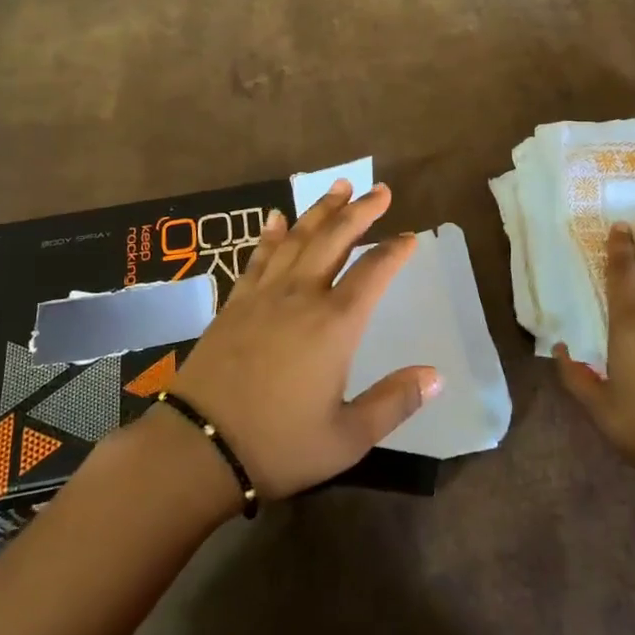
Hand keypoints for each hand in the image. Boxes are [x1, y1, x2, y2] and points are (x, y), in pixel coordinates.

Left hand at [170, 180, 440, 501]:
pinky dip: (271, 234)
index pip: (373, 273)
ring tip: (339, 187)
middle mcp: (301, 296)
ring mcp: (265, 294)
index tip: (410, 235)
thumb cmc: (279, 445)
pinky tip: (277, 218)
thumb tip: (436, 376)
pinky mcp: (236, 302)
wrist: (198, 446)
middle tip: (380, 190)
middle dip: (361, 211)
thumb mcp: (347, 438)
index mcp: (335, 324)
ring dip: (321, 210)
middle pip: (335, 239)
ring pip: (298, 238)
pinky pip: (258, 257)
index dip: (394, 251)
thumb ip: (393, 402)